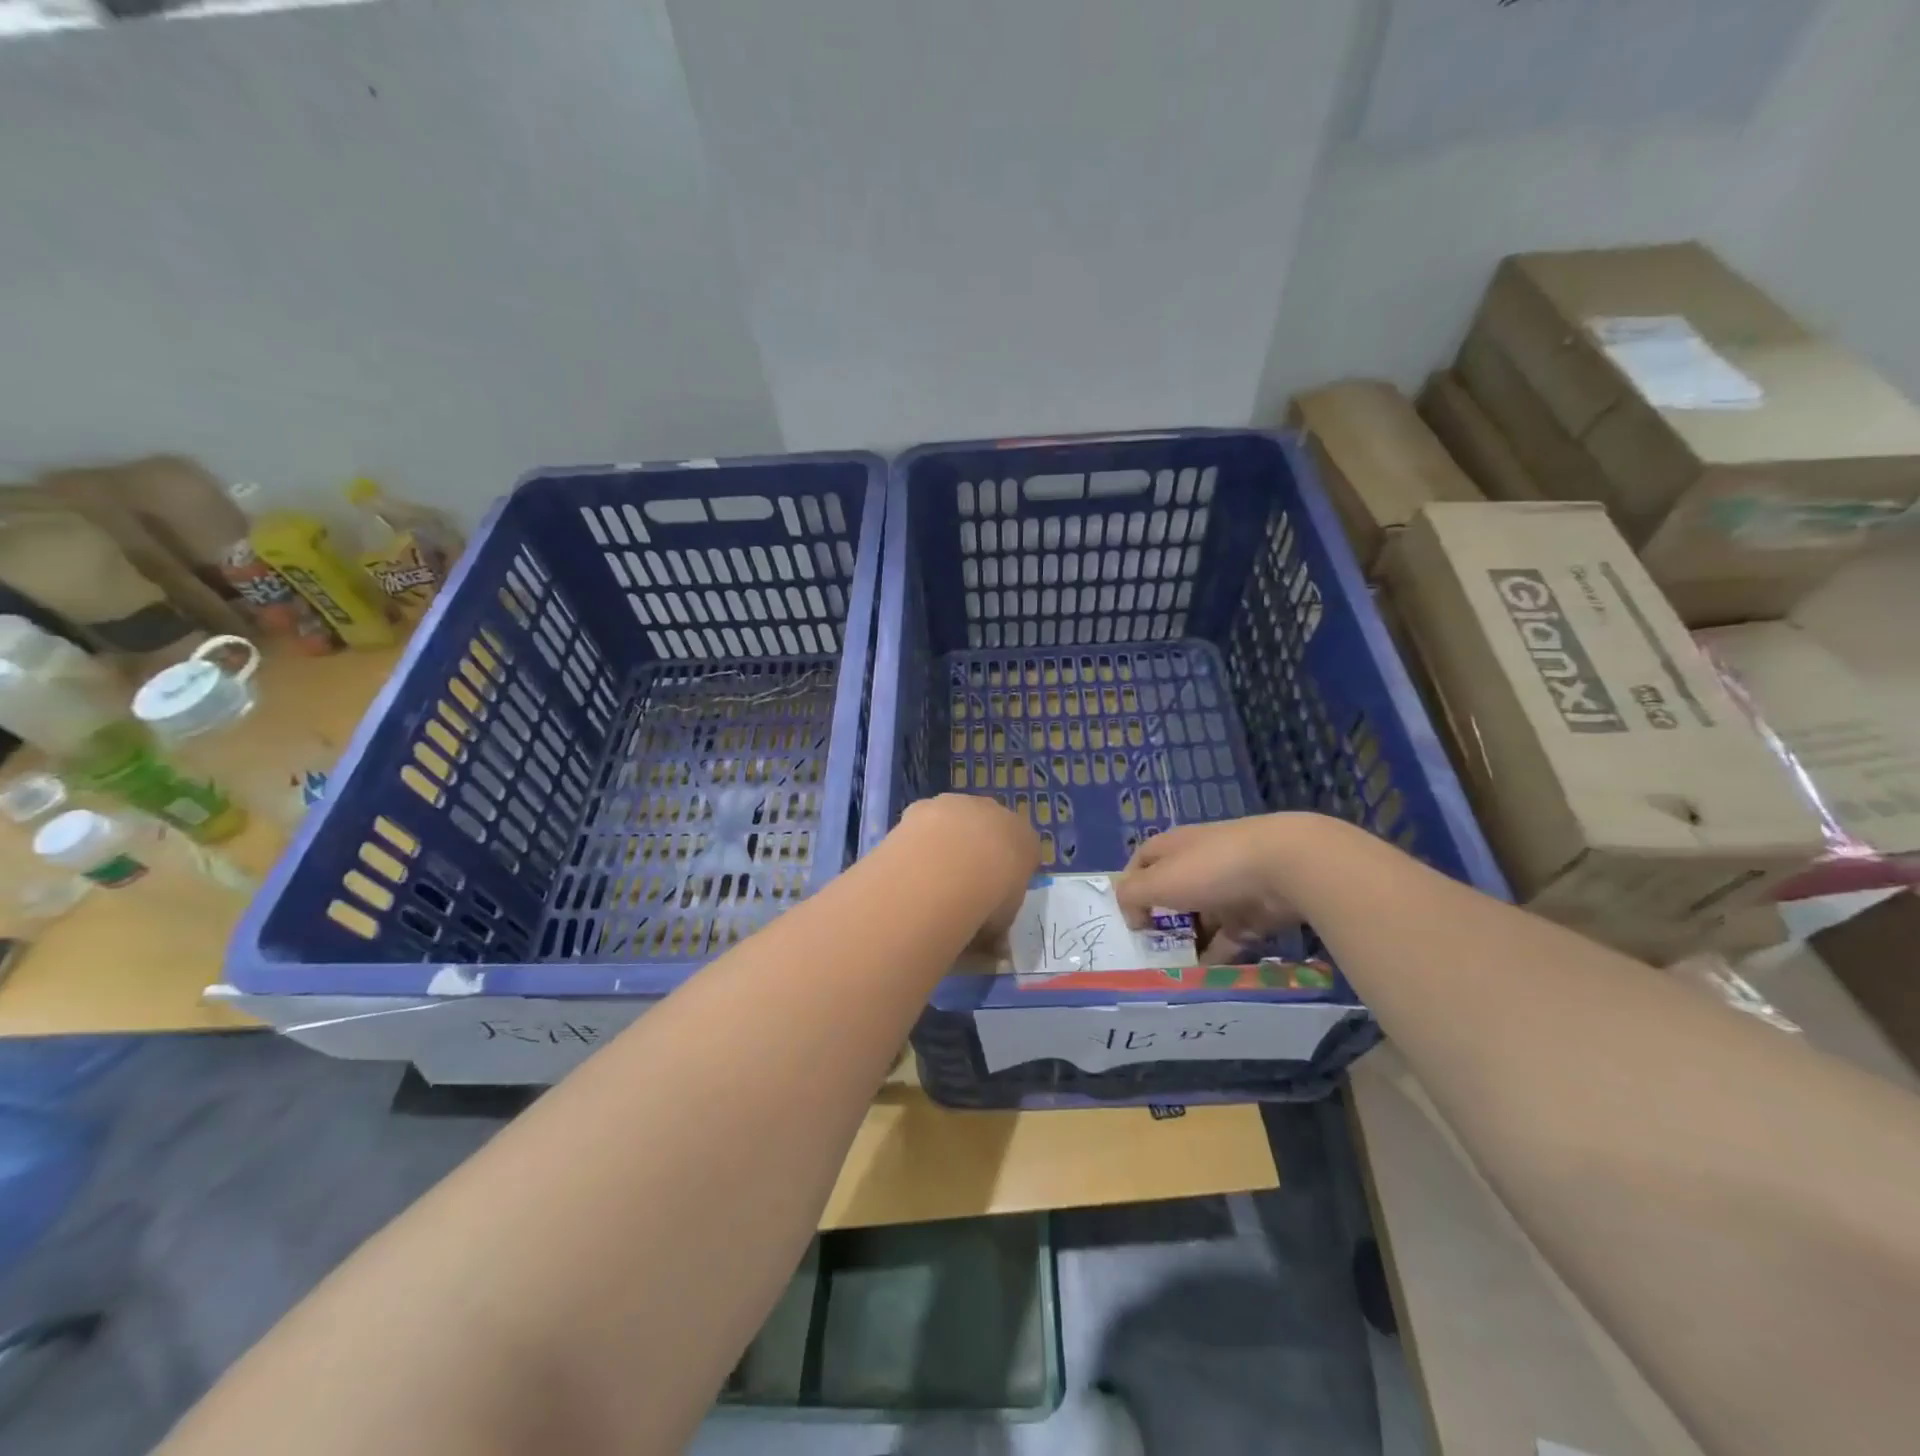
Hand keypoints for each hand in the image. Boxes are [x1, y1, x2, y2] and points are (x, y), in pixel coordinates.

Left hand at [897, 795, 1041, 948]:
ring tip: (930, 877)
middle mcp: (996, 813)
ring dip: (946, 842)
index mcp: (1025, 839)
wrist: (951, 865)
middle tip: (960, 886)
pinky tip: (910, 864)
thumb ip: (997, 931)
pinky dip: (920, 840)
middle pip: (989, 830)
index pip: (1023, 852)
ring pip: (956, 822)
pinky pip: (925, 823)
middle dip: (977, 852)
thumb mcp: (1001, 923)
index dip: (1007, 875)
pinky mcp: (927, 805)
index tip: (994, 898)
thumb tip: (995, 952)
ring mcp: (960, 804)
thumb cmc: (990, 898)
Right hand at [1115, 816, 1304, 959]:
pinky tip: (1204, 975)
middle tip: (1149, 950)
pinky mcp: (1254, 912)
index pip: (1143, 862)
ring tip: (1173, 969)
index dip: (1131, 886)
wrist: (1285, 867)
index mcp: (1173, 847)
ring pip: (1200, 918)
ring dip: (1188, 941)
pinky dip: (1216, 954)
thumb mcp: (1158, 881)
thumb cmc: (1210, 868)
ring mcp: (1227, 888)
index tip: (1127, 918)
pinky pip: (1228, 937)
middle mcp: (1199, 863)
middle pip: (1172, 892)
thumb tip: (1131, 915)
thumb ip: (1132, 896)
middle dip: (1160, 920)